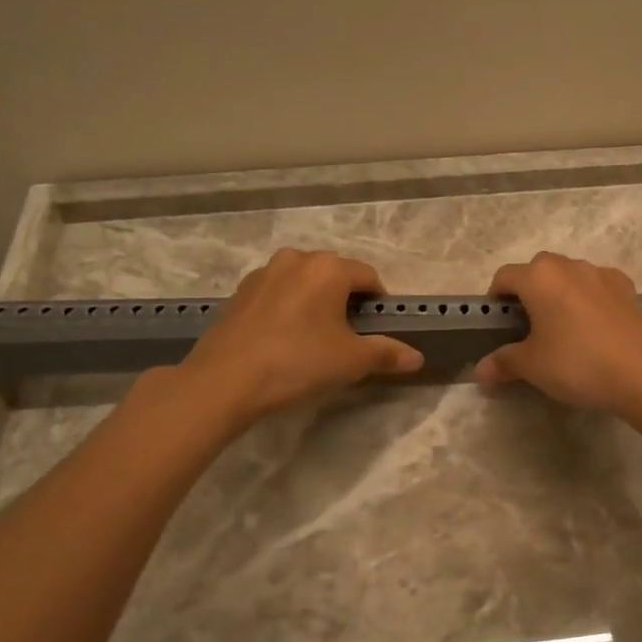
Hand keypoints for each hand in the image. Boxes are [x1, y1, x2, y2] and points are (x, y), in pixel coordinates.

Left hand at [159, 249, 422, 429]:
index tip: (376, 330)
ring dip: (314, 303)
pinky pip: (276, 294)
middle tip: (347, 338)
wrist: (224, 381)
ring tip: (313, 339)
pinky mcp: (239, 293)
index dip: (378, 303)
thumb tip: (417, 357)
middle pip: (334, 275)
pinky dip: (287, 309)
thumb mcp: (350, 361)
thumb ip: (386, 353)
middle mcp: (296, 259)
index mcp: (328, 268)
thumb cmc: (297, 363)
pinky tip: (282, 341)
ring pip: (303, 283)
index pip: (368, 277)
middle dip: (345, 301)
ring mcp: (263, 273)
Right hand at [473, 252, 641, 414]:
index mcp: (538, 277)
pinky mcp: (626, 287)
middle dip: (529, 290)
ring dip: (560, 291)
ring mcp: (601, 273)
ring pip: (569, 274)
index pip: (505, 276)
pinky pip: (596, 285)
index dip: (496, 297)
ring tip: (562, 326)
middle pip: (538, 269)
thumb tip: (480, 371)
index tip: (498, 322)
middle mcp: (568, 265)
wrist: (640, 373)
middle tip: (528, 325)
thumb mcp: (532, 366)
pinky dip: (588, 297)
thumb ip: (503, 362)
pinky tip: (593, 325)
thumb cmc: (576, 363)